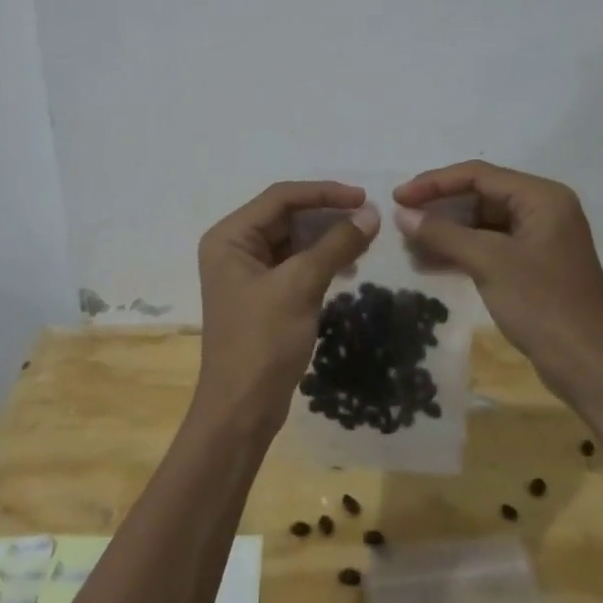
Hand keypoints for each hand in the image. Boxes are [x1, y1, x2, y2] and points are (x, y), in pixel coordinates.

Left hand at [194, 181, 379, 435]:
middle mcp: (234, 246)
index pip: (281, 197)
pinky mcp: (263, 293)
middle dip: (327, 214)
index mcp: (230, 236)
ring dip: (327, 237)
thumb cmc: (263, 342)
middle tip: (369, 217)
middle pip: (286, 215)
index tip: (364, 198)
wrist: (242, 410)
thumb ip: (336, 244)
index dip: (324, 193)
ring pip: (294, 239)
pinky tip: (348, 265)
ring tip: (364, 240)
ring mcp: (247, 271)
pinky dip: (321, 259)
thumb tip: (372, 214)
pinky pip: (295, 263)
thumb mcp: (301, 286)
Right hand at [392, 161, 602, 400]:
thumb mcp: (488, 263)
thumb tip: (402, 214)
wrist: (589, 367)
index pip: (478, 175)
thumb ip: (443, 233)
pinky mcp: (533, 265)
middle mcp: (543, 209)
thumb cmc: (542, 304)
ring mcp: (539, 238)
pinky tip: (429, 263)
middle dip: (439, 209)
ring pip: (481, 223)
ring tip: (409, 245)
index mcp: (542, 197)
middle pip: (479, 195)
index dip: (434, 183)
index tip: (398, 198)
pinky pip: (489, 246)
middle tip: (401, 221)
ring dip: (446, 233)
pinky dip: (461, 252)